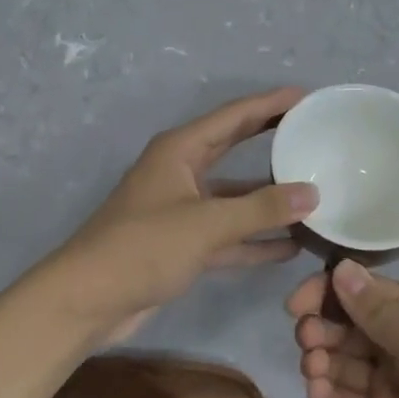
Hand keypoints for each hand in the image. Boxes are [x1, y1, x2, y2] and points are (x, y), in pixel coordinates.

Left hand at [37, 87, 318, 343]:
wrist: (86, 302)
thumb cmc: (142, 247)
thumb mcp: (206, 224)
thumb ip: (261, 209)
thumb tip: (312, 194)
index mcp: (180, 150)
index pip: (234, 116)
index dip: (270, 103)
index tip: (306, 95)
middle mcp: (182, 171)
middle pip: (234, 146)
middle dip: (270, 137)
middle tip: (311, 129)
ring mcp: (182, 209)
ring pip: (234, 195)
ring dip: (268, 196)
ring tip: (312, 190)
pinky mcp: (183, 244)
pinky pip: (228, 233)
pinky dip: (255, 238)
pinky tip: (290, 245)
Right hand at [288, 261, 398, 397]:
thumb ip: (378, 312)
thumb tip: (341, 268)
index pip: (363, 291)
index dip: (326, 293)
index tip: (295, 306)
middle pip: (348, 325)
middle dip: (321, 328)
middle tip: (306, 342)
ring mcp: (392, 385)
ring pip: (343, 363)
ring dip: (321, 361)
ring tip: (313, 371)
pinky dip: (328, 397)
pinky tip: (318, 396)